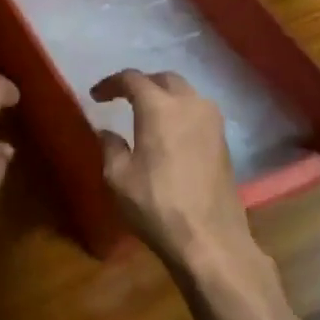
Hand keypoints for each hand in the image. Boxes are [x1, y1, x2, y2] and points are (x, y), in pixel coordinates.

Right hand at [90, 70, 258, 277]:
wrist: (210, 240)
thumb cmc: (157, 205)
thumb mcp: (118, 178)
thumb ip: (110, 147)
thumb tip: (107, 132)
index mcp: (160, 108)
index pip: (132, 79)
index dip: (111, 84)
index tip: (95, 96)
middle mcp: (190, 105)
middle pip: (164, 79)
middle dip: (141, 84)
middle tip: (122, 98)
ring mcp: (213, 122)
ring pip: (186, 93)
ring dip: (164, 96)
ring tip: (145, 113)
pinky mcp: (224, 142)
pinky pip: (198, 112)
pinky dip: (180, 112)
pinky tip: (168, 132)